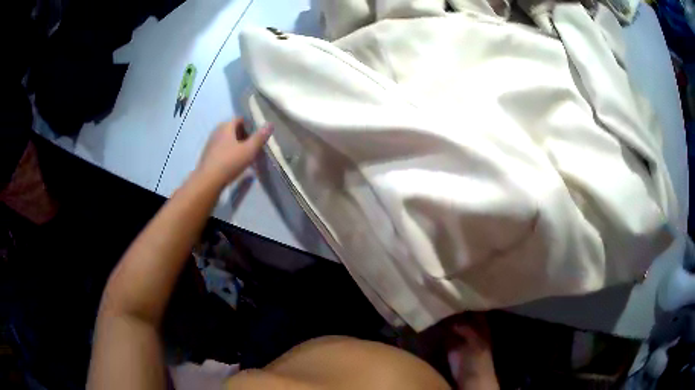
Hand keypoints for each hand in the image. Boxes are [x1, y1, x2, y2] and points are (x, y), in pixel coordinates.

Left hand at [196, 118, 272, 186]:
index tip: (258, 136)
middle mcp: (217, 131)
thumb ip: (260, 137)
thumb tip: (270, 124)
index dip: (251, 126)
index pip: (241, 119)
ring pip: (227, 140)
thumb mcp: (249, 150)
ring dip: (237, 145)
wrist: (208, 181)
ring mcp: (211, 143)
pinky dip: (229, 152)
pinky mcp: (208, 155)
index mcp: (226, 126)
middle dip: (244, 136)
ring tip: (245, 156)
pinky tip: (234, 163)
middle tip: (253, 146)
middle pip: (233, 129)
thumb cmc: (230, 162)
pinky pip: (221, 149)